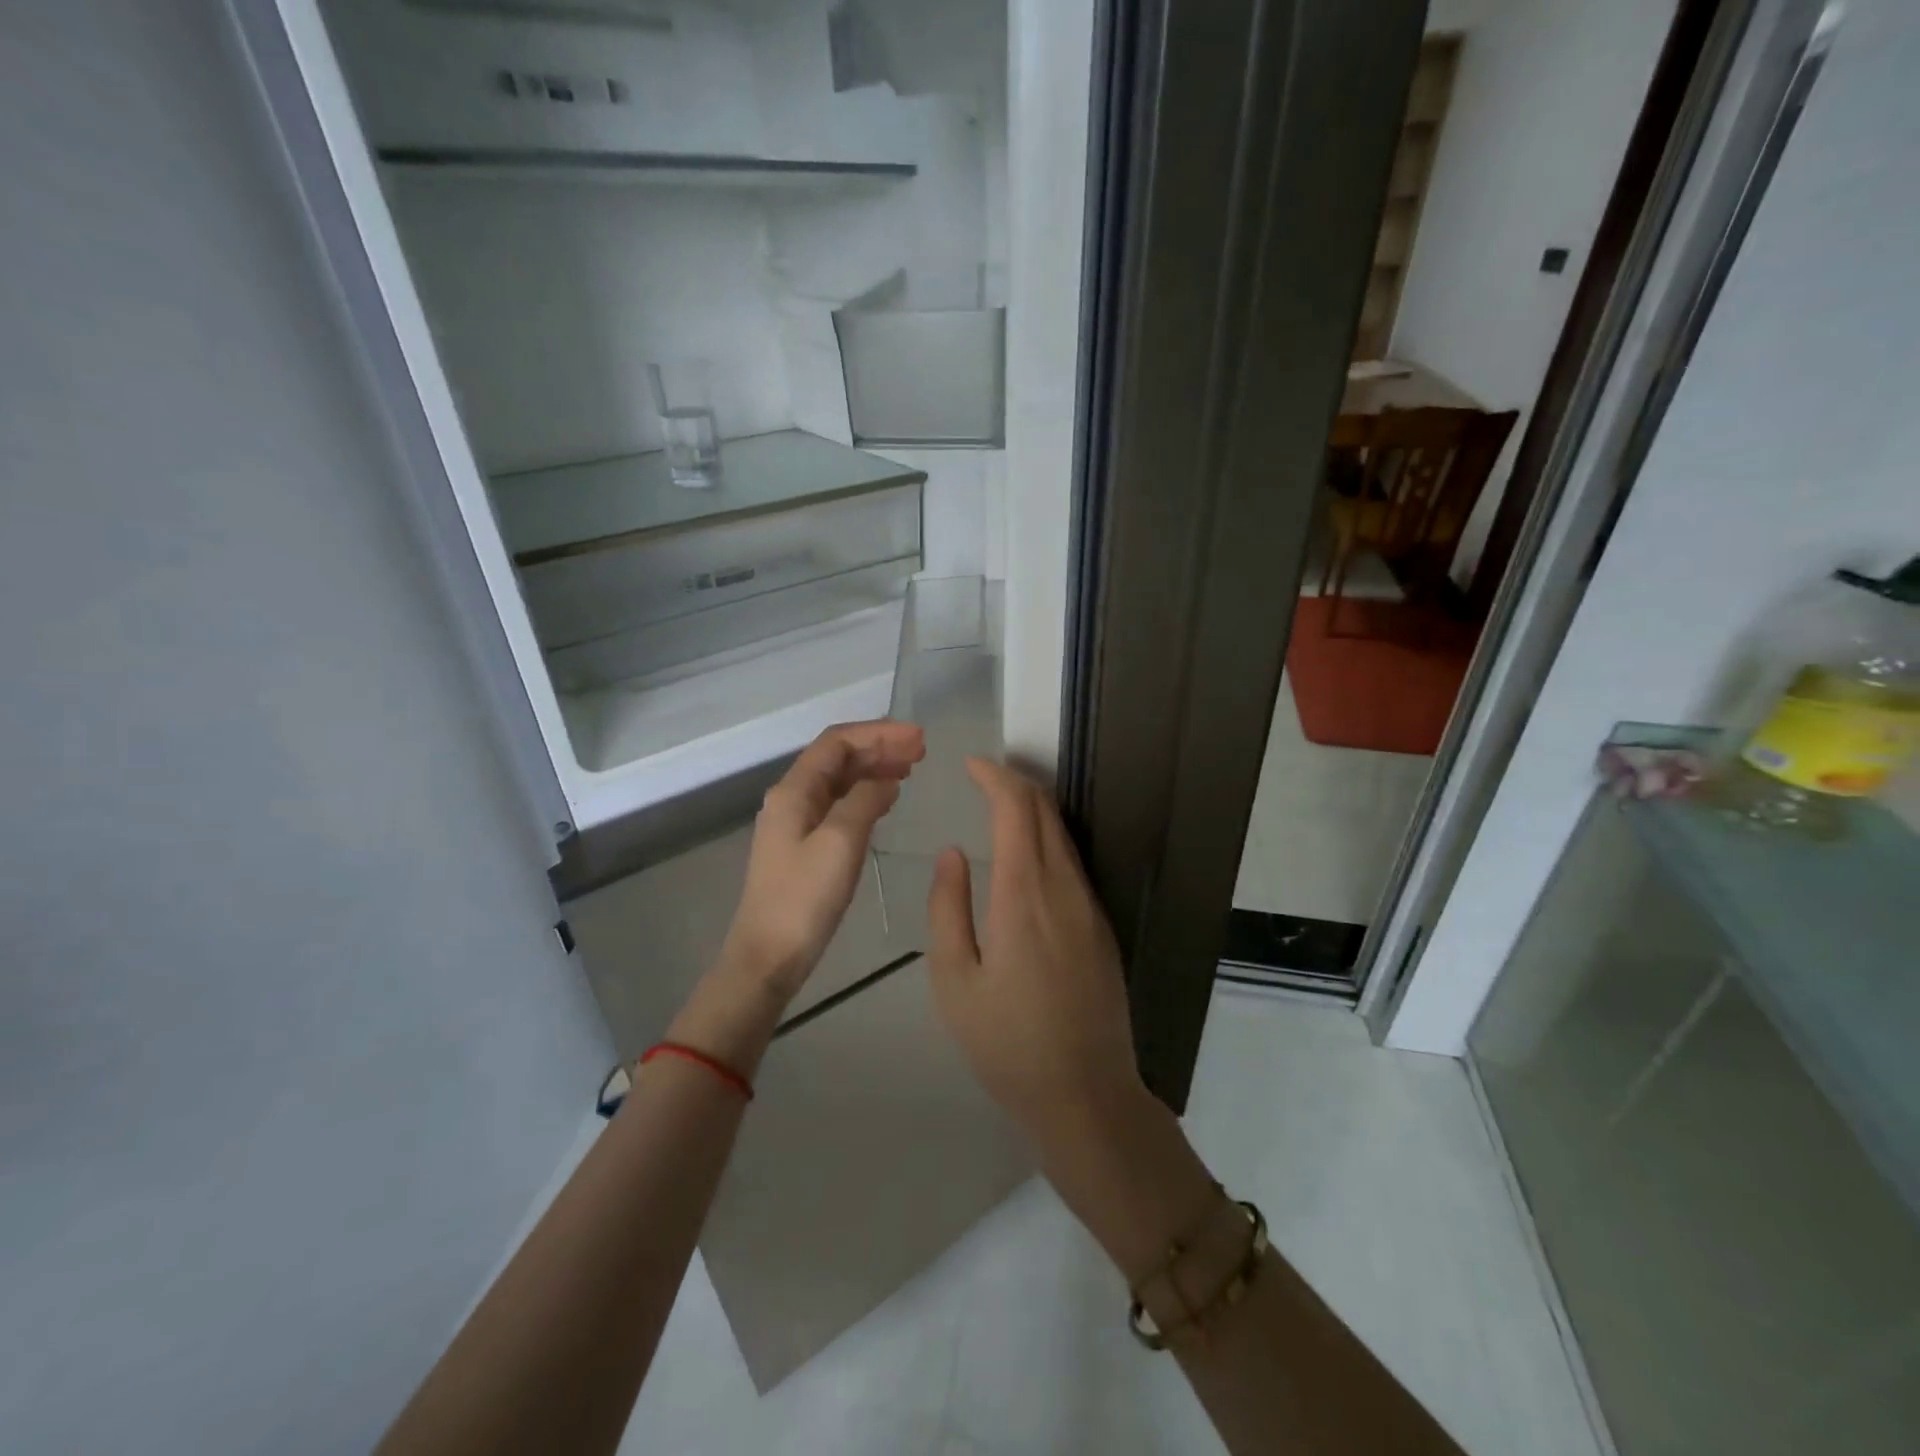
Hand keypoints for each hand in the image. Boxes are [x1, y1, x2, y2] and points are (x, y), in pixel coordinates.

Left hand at [721, 720, 925, 1000]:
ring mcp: (795, 822)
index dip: (878, 733)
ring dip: (874, 769)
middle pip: (838, 758)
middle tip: (922, 750)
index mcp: (794, 790)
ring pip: (839, 781)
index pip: (837, 742)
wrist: (768, 956)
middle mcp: (791, 798)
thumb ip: (865, 800)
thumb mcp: (841, 842)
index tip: (918, 737)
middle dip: (879, 747)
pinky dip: (865, 795)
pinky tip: (887, 800)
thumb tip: (887, 778)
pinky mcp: (803, 846)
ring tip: (911, 768)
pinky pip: (838, 805)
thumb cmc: (804, 899)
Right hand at [926, 758, 1142, 1146]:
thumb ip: (948, 909)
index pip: (1017, 810)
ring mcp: (1090, 906)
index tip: (971, 764)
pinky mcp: (1101, 926)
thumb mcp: (955, 981)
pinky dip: (1046, 839)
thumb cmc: (1006, 1043)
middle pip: (1045, 813)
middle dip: (1014, 783)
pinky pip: (1072, 862)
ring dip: (1032, 810)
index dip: (995, 777)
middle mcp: (1064, 888)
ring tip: (997, 806)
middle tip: (980, 778)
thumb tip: (952, 853)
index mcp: (1024, 896)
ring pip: (1062, 836)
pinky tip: (1025, 854)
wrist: (1086, 1094)